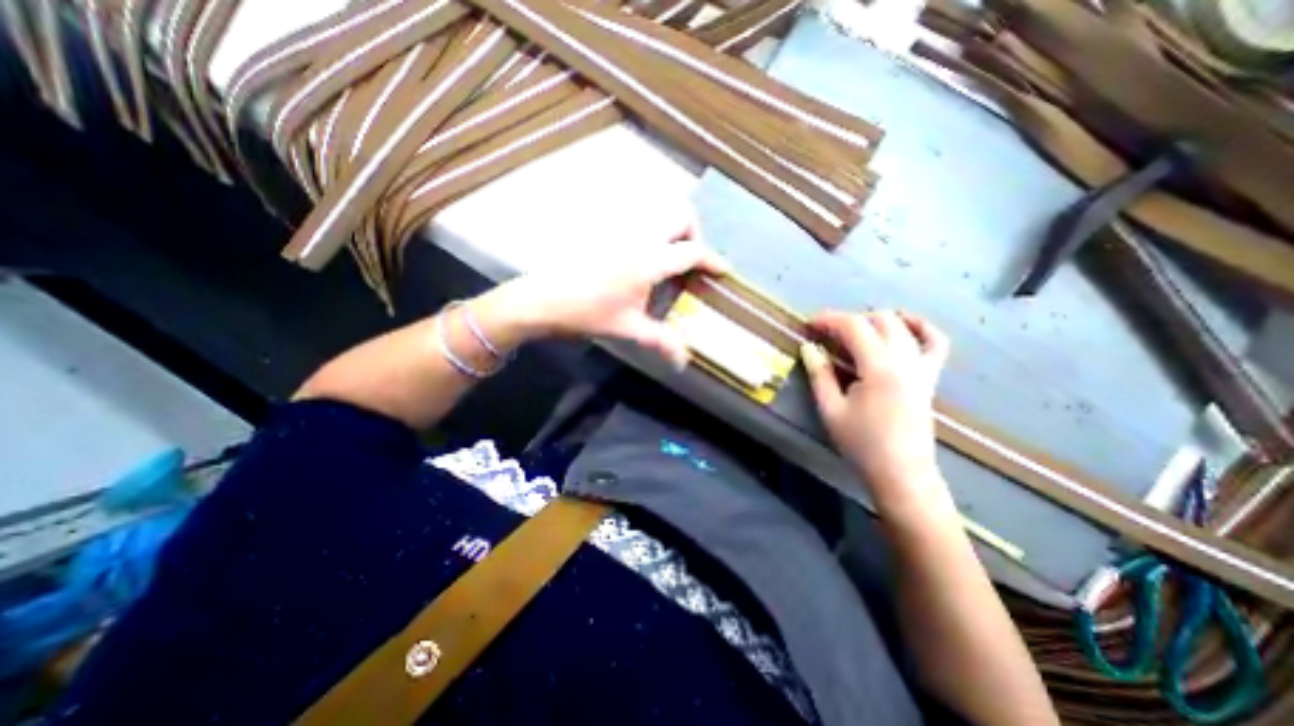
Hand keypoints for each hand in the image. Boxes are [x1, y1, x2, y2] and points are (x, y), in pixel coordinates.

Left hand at [496, 218, 724, 369]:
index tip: (723, 270)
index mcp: (648, 260)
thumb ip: (661, 341)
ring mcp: (620, 229)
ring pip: (658, 211)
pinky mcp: (604, 230)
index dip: (712, 260)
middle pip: (680, 215)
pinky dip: (652, 229)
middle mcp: (638, 236)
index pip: (691, 252)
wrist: (541, 299)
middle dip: (694, 233)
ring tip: (669, 258)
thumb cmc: (586, 313)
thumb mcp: (628, 328)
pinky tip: (642, 256)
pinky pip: (638, 218)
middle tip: (690, 261)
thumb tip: (684, 361)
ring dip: (672, 229)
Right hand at [806, 308, 952, 519]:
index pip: (854, 327)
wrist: (901, 473)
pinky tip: (902, 326)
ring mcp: (922, 366)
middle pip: (878, 319)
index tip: (809, 324)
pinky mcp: (930, 376)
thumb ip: (819, 374)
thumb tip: (808, 347)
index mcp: (879, 368)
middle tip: (826, 334)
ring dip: (875, 321)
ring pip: (902, 325)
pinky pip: (934, 341)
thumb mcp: (831, 409)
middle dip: (848, 320)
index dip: (829, 320)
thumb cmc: (861, 444)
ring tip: (854, 332)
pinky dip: (919, 327)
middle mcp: (905, 360)